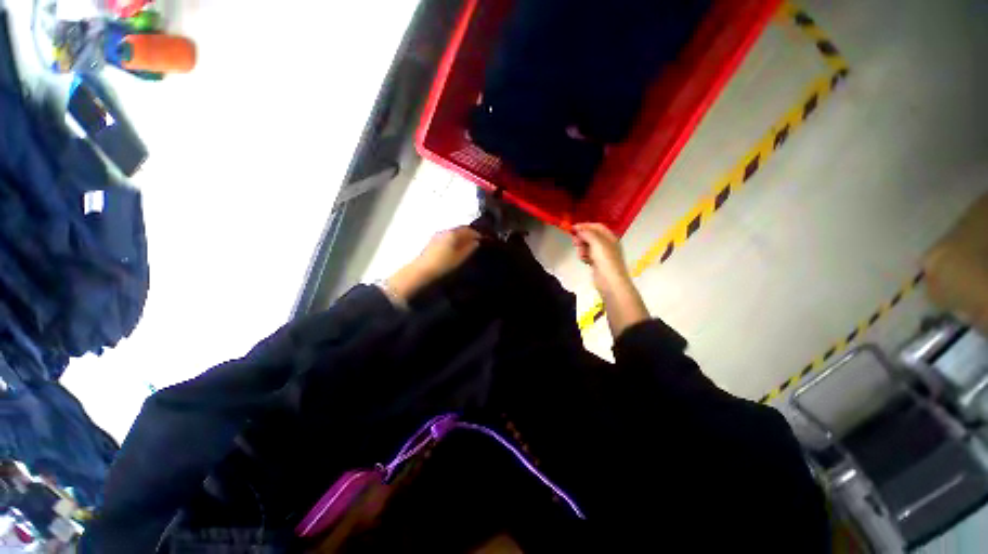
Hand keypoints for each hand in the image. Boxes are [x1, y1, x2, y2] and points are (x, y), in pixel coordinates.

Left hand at [386, 226, 480, 301]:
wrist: (421, 272)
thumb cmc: (443, 264)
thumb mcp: (460, 258)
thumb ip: (469, 248)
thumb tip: (476, 241)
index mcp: (452, 233)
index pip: (468, 229)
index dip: (477, 233)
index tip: (484, 239)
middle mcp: (444, 231)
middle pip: (460, 230)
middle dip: (469, 234)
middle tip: (477, 241)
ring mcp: (437, 236)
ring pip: (453, 234)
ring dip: (461, 238)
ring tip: (468, 246)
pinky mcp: (432, 243)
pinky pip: (447, 238)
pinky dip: (454, 241)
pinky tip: (456, 249)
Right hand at [572, 223, 629, 292]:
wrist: (610, 282)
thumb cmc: (606, 260)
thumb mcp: (597, 243)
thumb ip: (587, 234)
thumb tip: (579, 229)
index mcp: (610, 237)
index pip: (597, 227)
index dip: (585, 226)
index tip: (573, 228)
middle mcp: (606, 244)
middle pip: (591, 236)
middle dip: (582, 238)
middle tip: (575, 242)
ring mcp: (601, 255)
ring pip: (588, 246)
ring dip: (582, 248)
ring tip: (581, 254)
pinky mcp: (596, 263)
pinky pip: (587, 255)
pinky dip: (584, 256)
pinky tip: (583, 260)